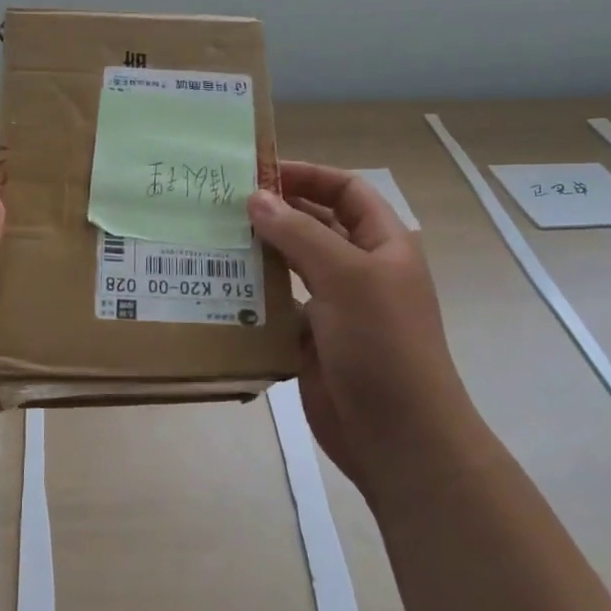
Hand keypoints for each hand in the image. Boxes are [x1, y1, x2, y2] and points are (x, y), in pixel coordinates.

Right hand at [247, 163, 466, 503]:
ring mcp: (335, 307)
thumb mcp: (346, 277)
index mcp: (383, 245)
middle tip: (221, 203)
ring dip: (259, 252)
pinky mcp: (311, 340)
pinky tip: (218, 287)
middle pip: (315, 225)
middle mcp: (359, 270)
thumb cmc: (382, 345)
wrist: (398, 437)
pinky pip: (278, 306)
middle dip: (276, 212)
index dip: (308, 176)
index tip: (259, 173)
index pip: (346, 191)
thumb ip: (299, 234)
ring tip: (212, 239)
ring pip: (292, 266)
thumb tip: (256, 197)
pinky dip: (253, 295)